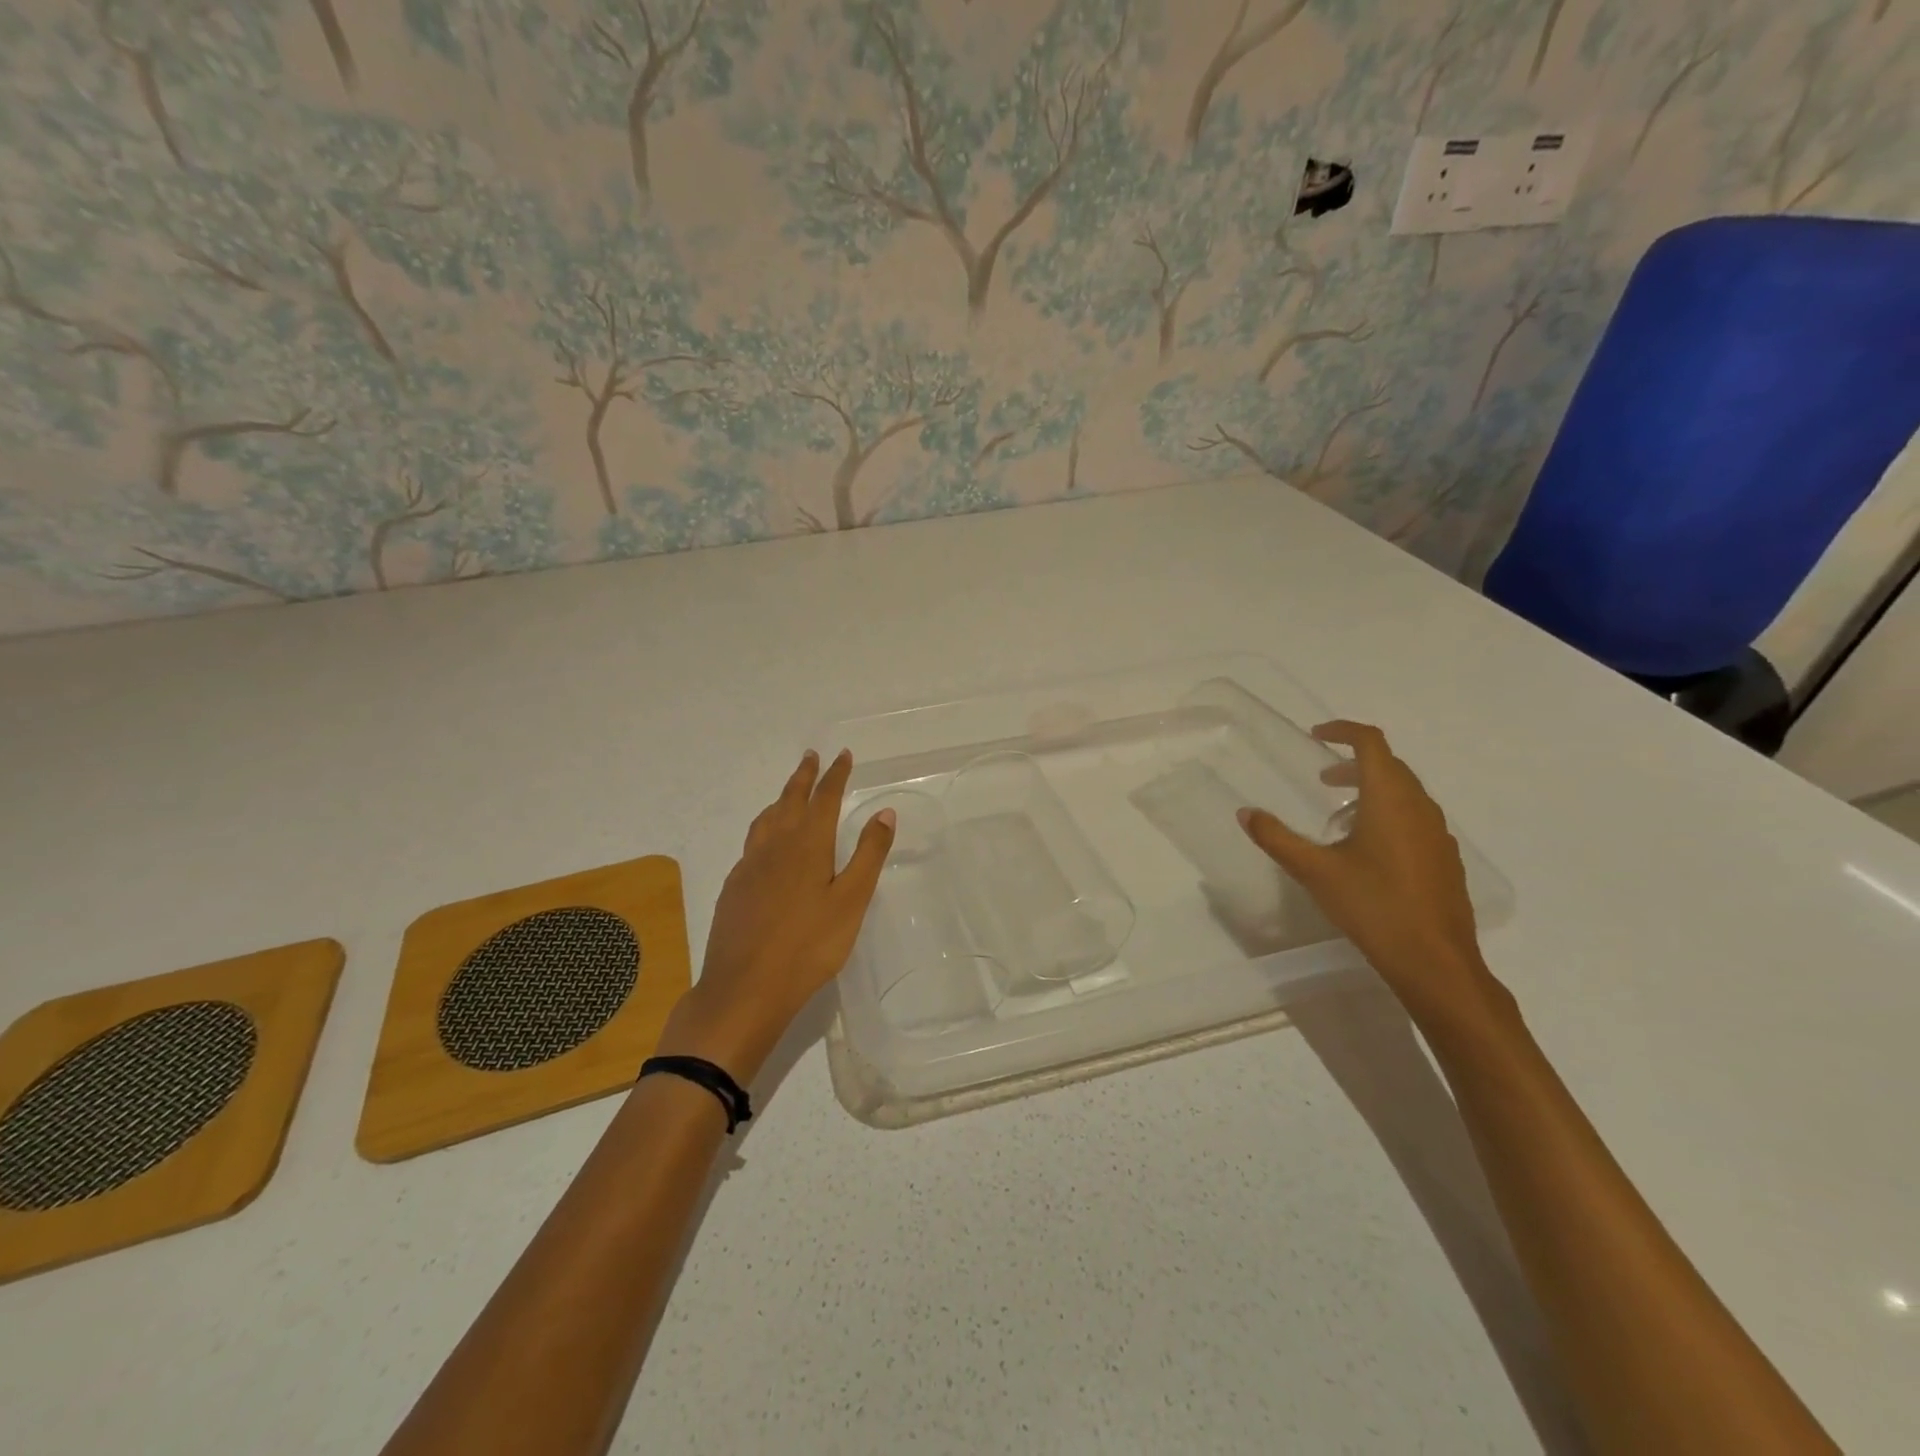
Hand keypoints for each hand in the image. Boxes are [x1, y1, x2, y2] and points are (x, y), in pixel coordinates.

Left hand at [658, 750, 895, 1082]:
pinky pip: (752, 842)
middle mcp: (775, 846)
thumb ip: (869, 854)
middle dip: (804, 777)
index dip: (835, 775)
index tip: (842, 755)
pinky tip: (766, 844)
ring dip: (781, 798)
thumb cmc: (809, 945)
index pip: (824, 798)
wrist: (745, 988)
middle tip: (811, 756)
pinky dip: (765, 826)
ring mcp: (749, 866)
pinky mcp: (734, 888)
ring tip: (789, 792)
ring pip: (766, 819)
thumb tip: (884, 812)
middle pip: (790, 800)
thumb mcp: (851, 901)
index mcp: (807, 844)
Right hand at [1238, 720, 1512, 1033]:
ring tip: (1340, 818)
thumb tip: (1245, 813)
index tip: (1317, 735)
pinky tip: (1369, 852)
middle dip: (1354, 764)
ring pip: (1405, 794)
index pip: (1371, 744)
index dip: (1344, 731)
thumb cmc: (1373, 906)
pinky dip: (1390, 815)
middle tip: (1322, 779)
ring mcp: (1439, 834)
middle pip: (1390, 766)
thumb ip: (1277, 838)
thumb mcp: (1315, 871)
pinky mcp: (1445, 859)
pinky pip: (1416, 819)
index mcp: (1390, 799)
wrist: (1435, 962)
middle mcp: (1420, 808)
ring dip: (1372, 791)